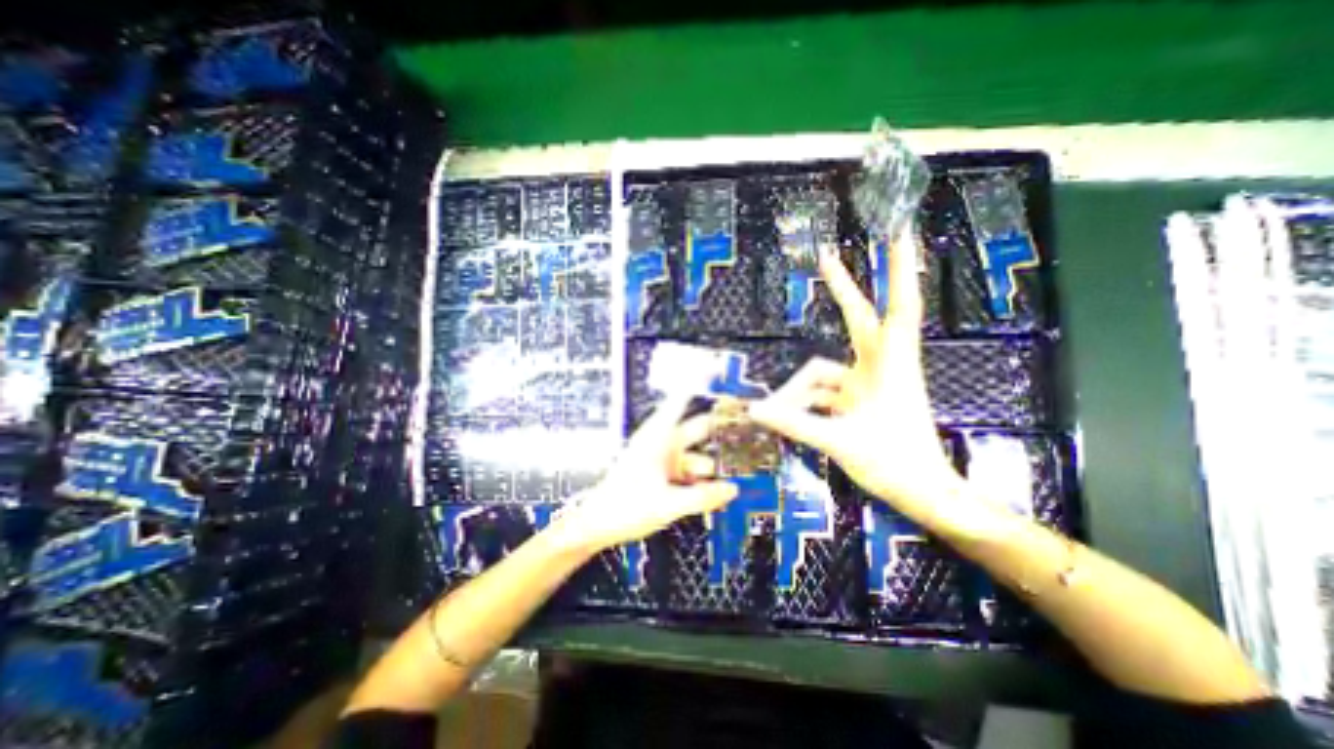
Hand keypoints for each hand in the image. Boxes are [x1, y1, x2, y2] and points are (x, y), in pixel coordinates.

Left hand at [549, 399, 740, 548]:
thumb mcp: (668, 504)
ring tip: (737, 477)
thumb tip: (734, 489)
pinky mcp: (660, 474)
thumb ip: (703, 497)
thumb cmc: (626, 507)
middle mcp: (661, 443)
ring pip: (694, 455)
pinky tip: (716, 492)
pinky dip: (700, 479)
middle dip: (719, 431)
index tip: (719, 371)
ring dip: (711, 466)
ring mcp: (661, 459)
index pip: (680, 401)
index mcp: (658, 437)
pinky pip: (686, 471)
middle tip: (748, 433)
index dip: (699, 384)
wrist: (596, 525)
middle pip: (695, 430)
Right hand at [745, 238, 965, 521]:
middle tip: (824, 257)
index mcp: (891, 367)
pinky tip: (789, 419)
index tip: (898, 235)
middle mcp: (880, 367)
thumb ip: (794, 424)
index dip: (899, 272)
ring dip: (800, 391)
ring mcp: (867, 383)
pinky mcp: (858, 400)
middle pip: (860, 319)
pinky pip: (823, 392)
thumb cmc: (895, 464)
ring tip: (775, 414)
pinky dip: (805, 403)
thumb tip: (754, 412)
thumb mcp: (840, 442)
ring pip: (824, 372)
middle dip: (844, 289)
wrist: (923, 494)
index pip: (899, 309)